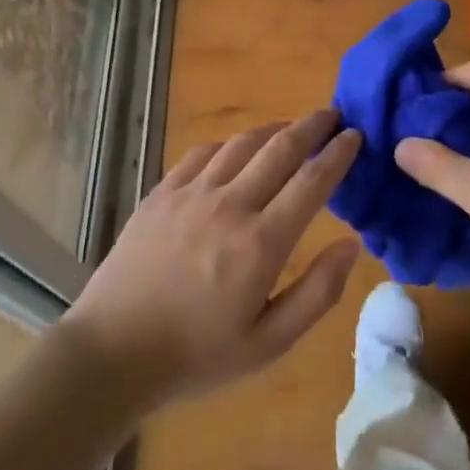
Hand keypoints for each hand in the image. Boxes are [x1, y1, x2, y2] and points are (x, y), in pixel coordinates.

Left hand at [60, 110, 361, 409]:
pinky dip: (229, 144)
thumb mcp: (269, 343)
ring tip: (291, 128)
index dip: (338, 154)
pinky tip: (236, 149)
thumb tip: (351, 245)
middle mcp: (229, 205)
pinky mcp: (161, 193)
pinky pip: (202, 153)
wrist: (113, 351)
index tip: (356, 136)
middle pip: (280, 148)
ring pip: (241, 143)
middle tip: (332, 116)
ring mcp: (190, 194)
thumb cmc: (197, 354)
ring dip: (273, 129)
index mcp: (261, 243)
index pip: (311, 181)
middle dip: (312, 126)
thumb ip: (317, 293)